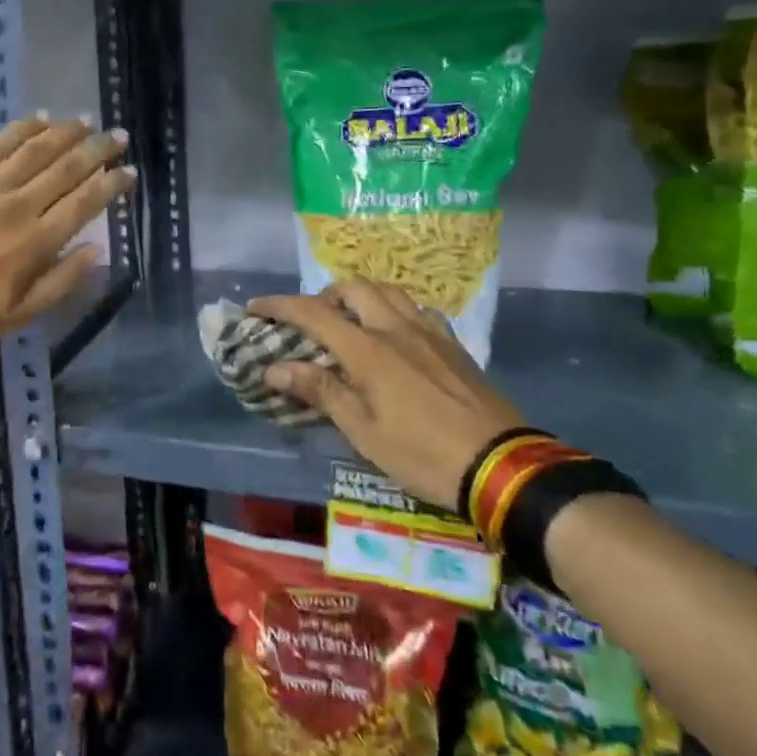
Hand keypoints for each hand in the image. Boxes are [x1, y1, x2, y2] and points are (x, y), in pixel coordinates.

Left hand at [0, 117, 133, 339]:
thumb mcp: (21, 313)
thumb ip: (62, 281)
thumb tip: (97, 249)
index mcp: (37, 241)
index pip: (85, 202)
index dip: (111, 183)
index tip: (129, 171)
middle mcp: (19, 205)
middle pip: (67, 168)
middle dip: (97, 149)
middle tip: (118, 136)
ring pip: (36, 149)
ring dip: (66, 132)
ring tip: (86, 121)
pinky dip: (22, 129)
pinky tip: (40, 119)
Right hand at [250, 279, 530, 506]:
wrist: (502, 466)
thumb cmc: (422, 453)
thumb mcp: (363, 431)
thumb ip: (320, 391)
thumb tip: (276, 367)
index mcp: (368, 349)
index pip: (313, 313)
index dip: (279, 306)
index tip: (255, 307)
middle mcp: (396, 328)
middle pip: (353, 288)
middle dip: (323, 295)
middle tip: (311, 322)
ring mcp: (430, 333)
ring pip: (389, 291)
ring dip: (361, 297)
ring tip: (350, 323)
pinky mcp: (453, 345)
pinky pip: (417, 310)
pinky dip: (394, 311)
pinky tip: (395, 337)